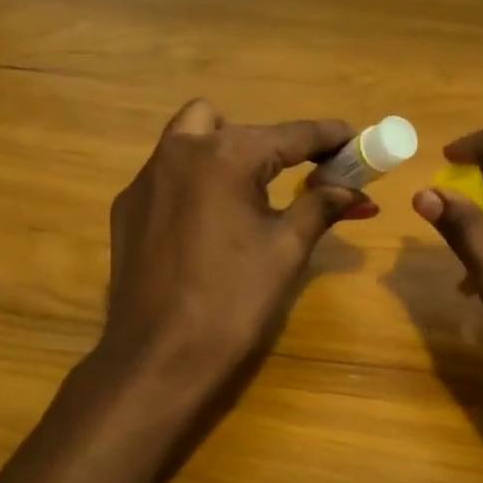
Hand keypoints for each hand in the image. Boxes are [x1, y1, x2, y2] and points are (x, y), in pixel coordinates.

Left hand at [103, 100, 373, 386]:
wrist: (159, 358)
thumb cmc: (233, 301)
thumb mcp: (286, 250)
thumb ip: (320, 207)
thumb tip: (356, 192)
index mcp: (226, 156)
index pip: (291, 135)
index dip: (328, 136)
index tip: (355, 138)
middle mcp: (180, 151)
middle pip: (234, 125)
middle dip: (268, 144)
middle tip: (294, 178)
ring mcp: (145, 178)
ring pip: (189, 137)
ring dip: (224, 151)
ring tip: (247, 194)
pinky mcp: (126, 206)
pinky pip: (166, 173)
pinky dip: (194, 181)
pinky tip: (206, 225)